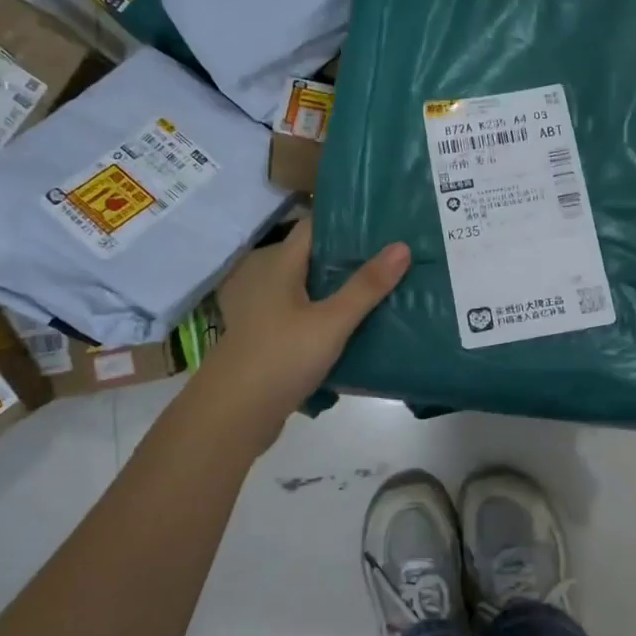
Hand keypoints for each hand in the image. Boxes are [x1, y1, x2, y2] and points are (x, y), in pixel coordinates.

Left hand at [196, 218, 409, 430]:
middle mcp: (272, 282)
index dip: (347, 220)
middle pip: (316, 259)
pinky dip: (334, 318)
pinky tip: (362, 327)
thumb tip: (402, 246)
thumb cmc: (280, 358)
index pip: (314, 227)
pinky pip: (310, 319)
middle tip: (398, 254)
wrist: (233, 416)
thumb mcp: (331, 322)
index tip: (385, 220)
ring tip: (388, 287)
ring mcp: (270, 314)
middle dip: (354, 257)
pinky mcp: (275, 341)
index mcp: (280, 266)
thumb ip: (366, 287)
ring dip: (345, 290)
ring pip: (314, 291)